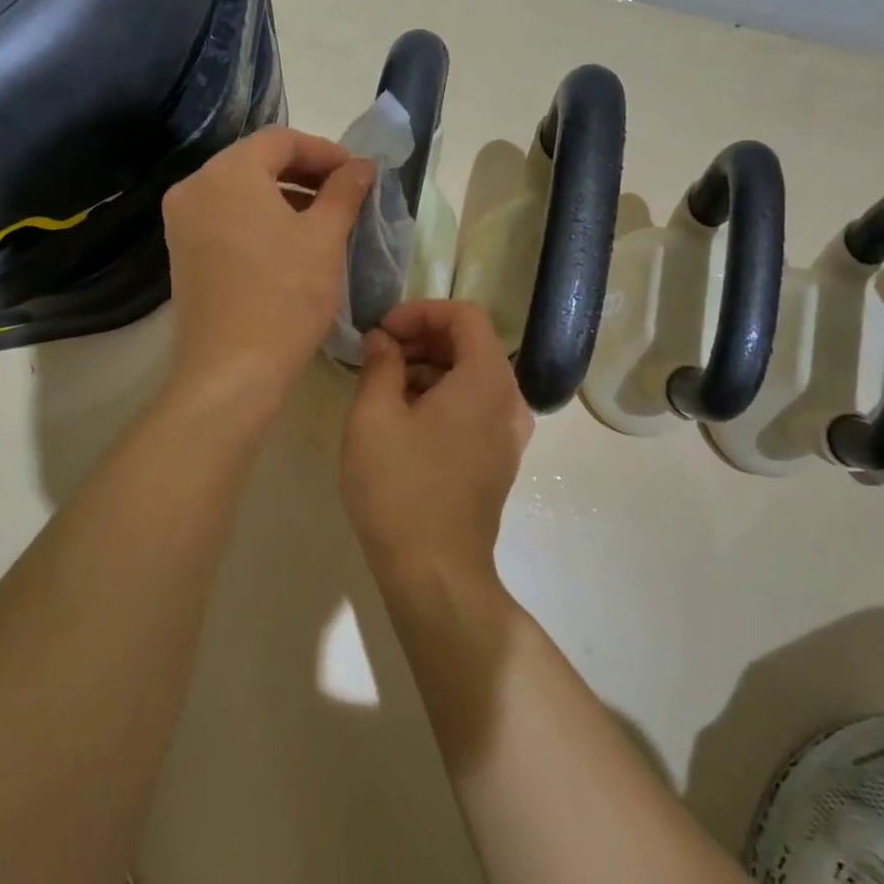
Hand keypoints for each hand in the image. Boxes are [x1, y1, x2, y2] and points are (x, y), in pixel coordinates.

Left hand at [161, 126, 374, 421]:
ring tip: (323, 221)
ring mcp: (182, 222)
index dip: (325, 151)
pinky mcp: (182, 254)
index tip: (358, 173)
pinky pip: (225, 219)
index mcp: (227, 172)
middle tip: (345, 194)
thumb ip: (344, 191)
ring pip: (240, 192)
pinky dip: (259, 220)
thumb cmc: (286, 296)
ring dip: (283, 197)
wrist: (232, 370)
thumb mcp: (325, 238)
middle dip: (304, 173)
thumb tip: (360, 166)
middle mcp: (195, 187)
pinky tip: (288, 245)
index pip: (281, 139)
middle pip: (256, 162)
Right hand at [342, 300, 533, 588]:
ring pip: (471, 378)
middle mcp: (509, 401)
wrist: (435, 572)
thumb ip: (380, 364)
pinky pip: (474, 409)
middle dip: (422, 340)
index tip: (383, 331)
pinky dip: (442, 399)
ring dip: (429, 370)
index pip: (465, 315)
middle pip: (471, 345)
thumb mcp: (374, 417)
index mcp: (486, 380)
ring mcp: (509, 434)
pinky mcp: (499, 460)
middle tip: (378, 357)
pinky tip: (404, 421)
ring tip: (383, 389)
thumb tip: (383, 340)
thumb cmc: (400, 487)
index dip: (420, 312)